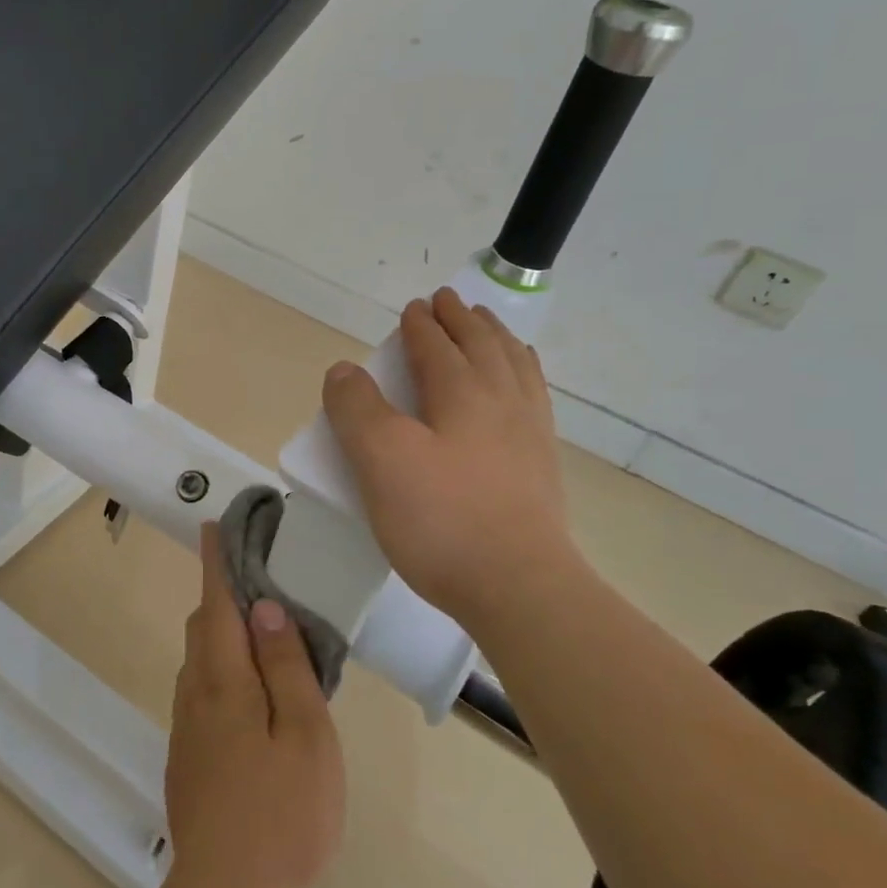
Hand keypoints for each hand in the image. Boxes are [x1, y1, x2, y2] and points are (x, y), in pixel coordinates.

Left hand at [162, 528, 344, 887]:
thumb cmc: (282, 817)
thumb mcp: (305, 737)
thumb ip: (286, 666)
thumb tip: (264, 607)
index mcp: (224, 681)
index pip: (217, 602)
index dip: (216, 560)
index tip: (215, 525)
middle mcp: (195, 694)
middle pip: (205, 626)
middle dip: (224, 594)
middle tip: (265, 582)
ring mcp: (187, 727)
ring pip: (202, 659)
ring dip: (226, 632)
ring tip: (268, 634)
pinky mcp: (188, 756)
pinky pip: (204, 691)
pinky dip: (225, 668)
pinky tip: (256, 693)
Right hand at [321, 287, 573, 619]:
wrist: (519, 586)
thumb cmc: (441, 519)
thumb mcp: (381, 460)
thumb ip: (357, 409)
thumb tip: (344, 369)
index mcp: (462, 393)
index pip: (437, 345)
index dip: (420, 324)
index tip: (412, 308)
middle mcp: (501, 400)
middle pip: (481, 345)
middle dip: (461, 320)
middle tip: (449, 301)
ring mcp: (529, 432)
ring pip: (514, 366)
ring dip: (496, 338)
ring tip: (487, 327)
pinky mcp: (541, 465)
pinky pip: (534, 396)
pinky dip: (524, 372)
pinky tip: (520, 383)